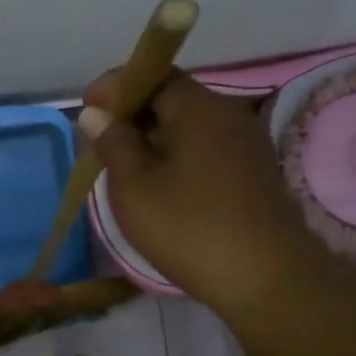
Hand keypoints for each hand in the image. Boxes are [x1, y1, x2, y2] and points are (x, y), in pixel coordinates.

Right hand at [78, 69, 327, 309]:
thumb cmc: (190, 227)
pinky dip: (177, 159)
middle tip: (101, 145)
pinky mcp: (254, 174)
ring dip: (154, 141)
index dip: (116, 87)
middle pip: (172, 100)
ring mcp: (246, 145)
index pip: (153, 75)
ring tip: (125, 171)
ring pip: (188, 128)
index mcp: (199, 108)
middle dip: (132, 116)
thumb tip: (96, 112)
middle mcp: (228, 115)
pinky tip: (161, 189)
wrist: (268, 280)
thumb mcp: (135, 186)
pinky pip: (205, 151)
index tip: (87, 109)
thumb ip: (113, 143)